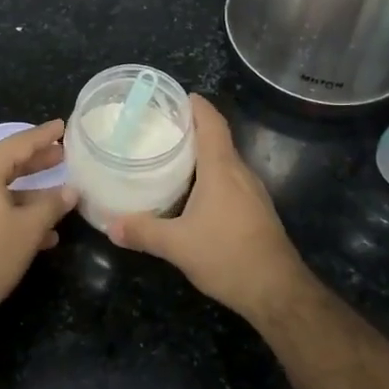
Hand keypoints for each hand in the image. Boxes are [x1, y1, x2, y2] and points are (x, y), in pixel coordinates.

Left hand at [0, 119, 76, 323]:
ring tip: (61, 198)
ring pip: (1, 190)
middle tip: (64, 155)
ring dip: (30, 195)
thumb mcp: (28, 230)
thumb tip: (71, 190)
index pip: (19, 143)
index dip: (44, 136)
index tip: (64, 126)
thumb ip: (52, 206)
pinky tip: (40, 234)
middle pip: (8, 164)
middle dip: (38, 162)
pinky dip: (14, 213)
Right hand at [106, 96, 315, 320]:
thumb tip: (110, 226)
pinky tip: (191, 194)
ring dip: (200, 155)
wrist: (277, 291)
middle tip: (157, 129)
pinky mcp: (256, 211)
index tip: (173, 97)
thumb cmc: (227, 256)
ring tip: (169, 157)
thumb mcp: (177, 246)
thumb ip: (143, 232)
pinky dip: (209, 177)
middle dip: (190, 129)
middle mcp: (240, 173)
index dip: (195, 105)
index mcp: (222, 169)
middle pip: (217, 139)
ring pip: (224, 162)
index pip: (211, 123)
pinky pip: (230, 182)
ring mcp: (252, 193)